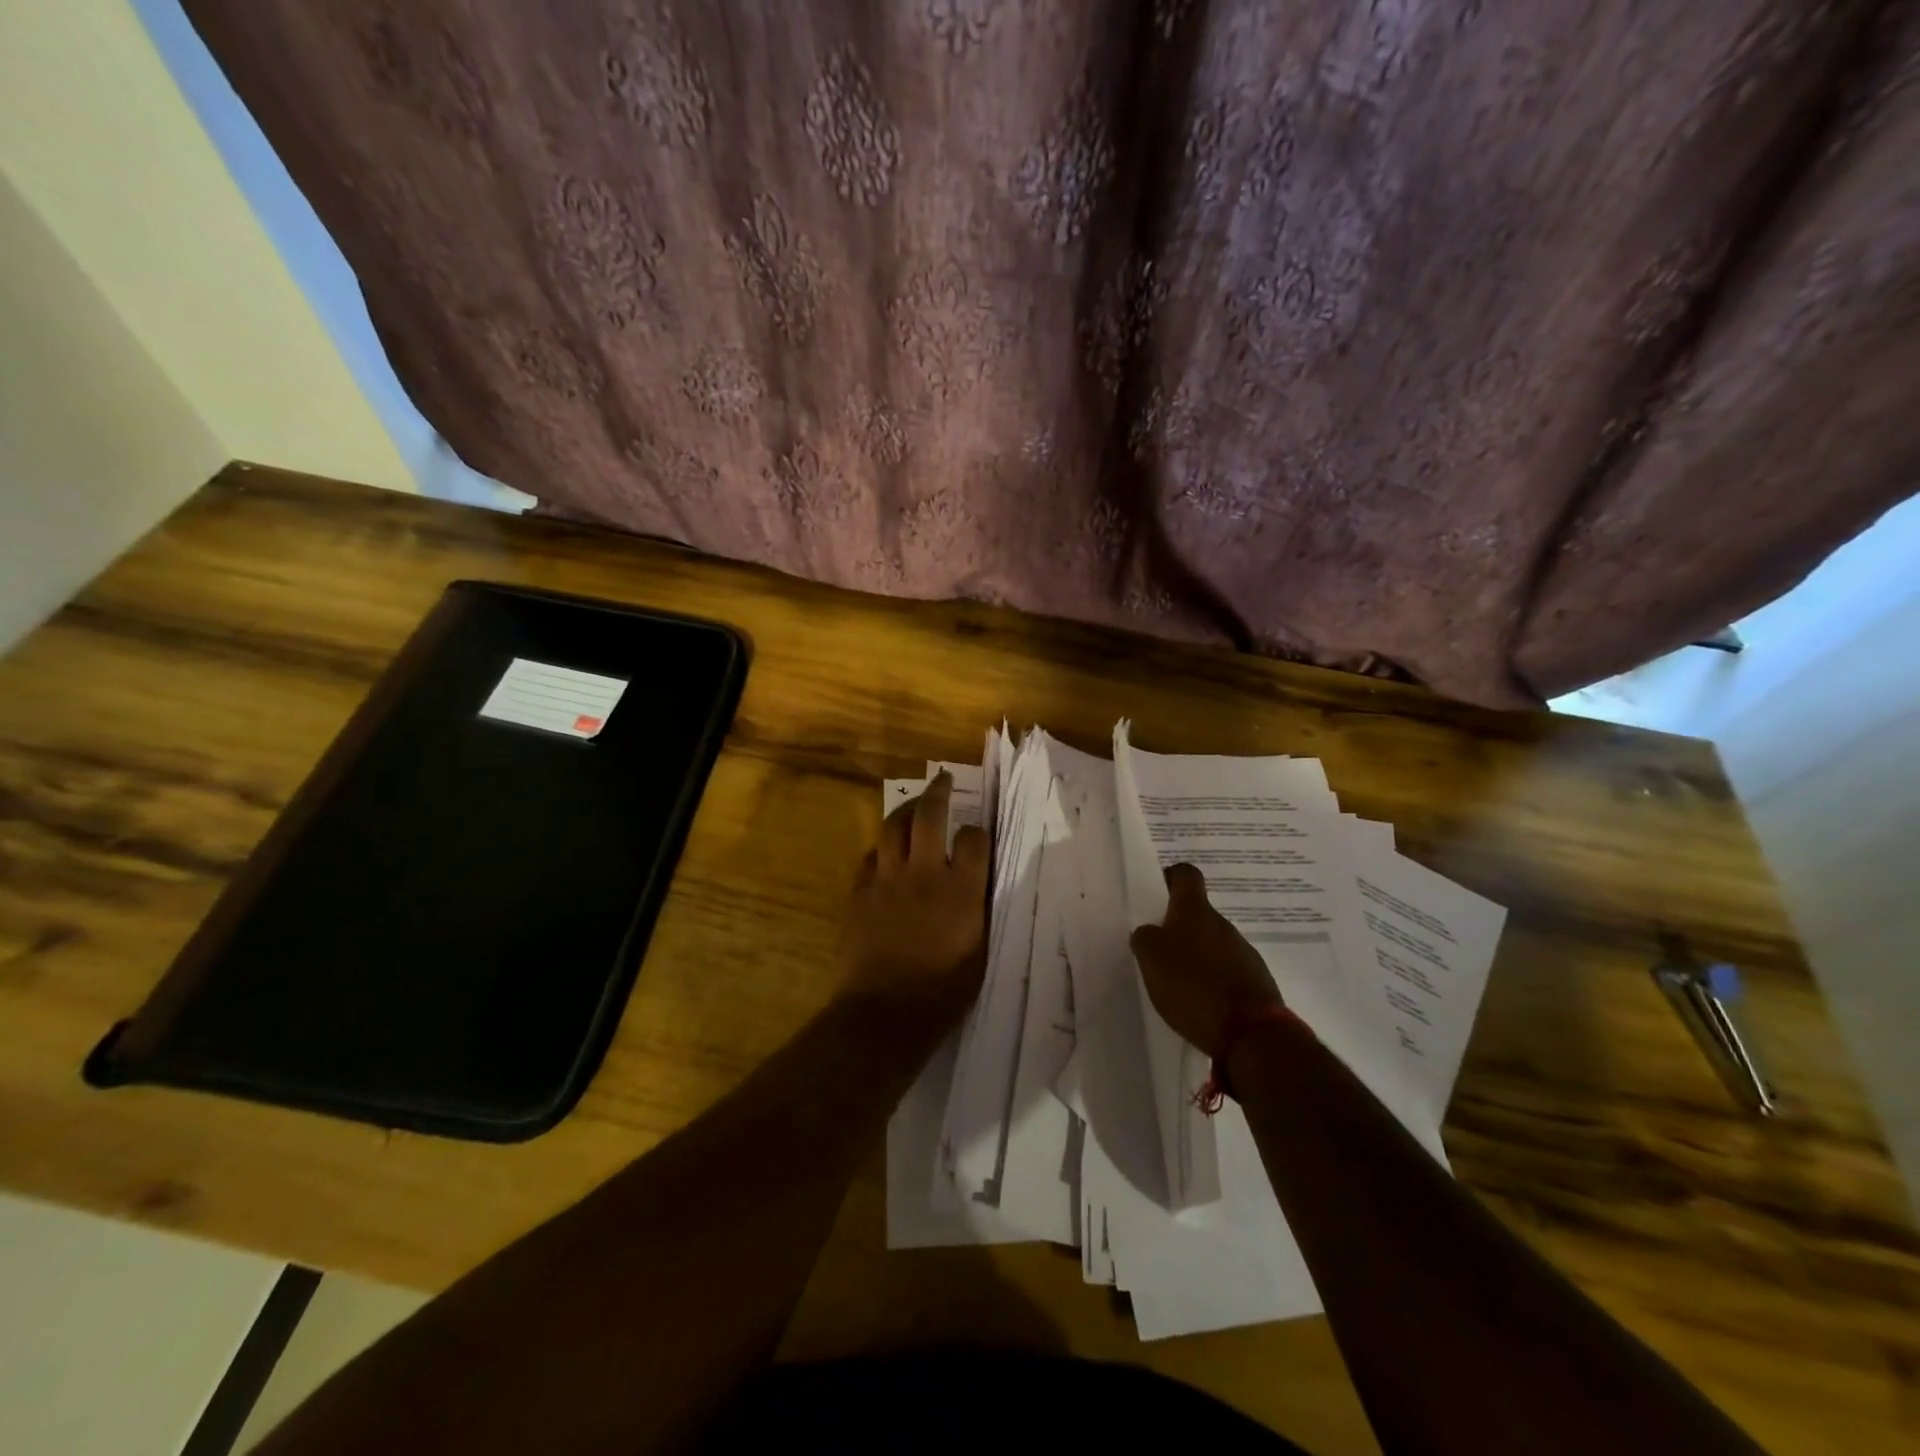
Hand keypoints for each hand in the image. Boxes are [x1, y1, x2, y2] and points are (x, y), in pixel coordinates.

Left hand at [844, 771, 989, 1028]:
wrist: (885, 1014)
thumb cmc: (943, 991)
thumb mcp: (980, 950)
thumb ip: (979, 908)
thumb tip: (977, 883)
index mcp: (962, 890)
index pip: (974, 838)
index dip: (977, 832)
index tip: (976, 835)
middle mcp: (925, 874)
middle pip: (930, 815)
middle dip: (939, 791)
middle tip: (943, 780)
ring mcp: (887, 880)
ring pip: (894, 827)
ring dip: (906, 811)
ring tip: (913, 806)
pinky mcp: (859, 892)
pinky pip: (870, 857)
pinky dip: (881, 849)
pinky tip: (886, 853)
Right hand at [1129, 863, 1282, 1058]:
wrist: (1250, 1033)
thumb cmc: (1193, 985)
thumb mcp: (1150, 957)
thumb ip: (1144, 937)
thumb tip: (1150, 932)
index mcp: (1195, 911)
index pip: (1185, 875)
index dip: (1170, 878)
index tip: (1156, 893)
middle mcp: (1222, 925)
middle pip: (1197, 914)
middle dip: (1177, 929)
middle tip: (1157, 951)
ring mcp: (1243, 953)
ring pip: (1212, 944)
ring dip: (1196, 957)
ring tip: (1177, 984)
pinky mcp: (1256, 982)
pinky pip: (1227, 972)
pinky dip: (1212, 982)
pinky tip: (1200, 1004)